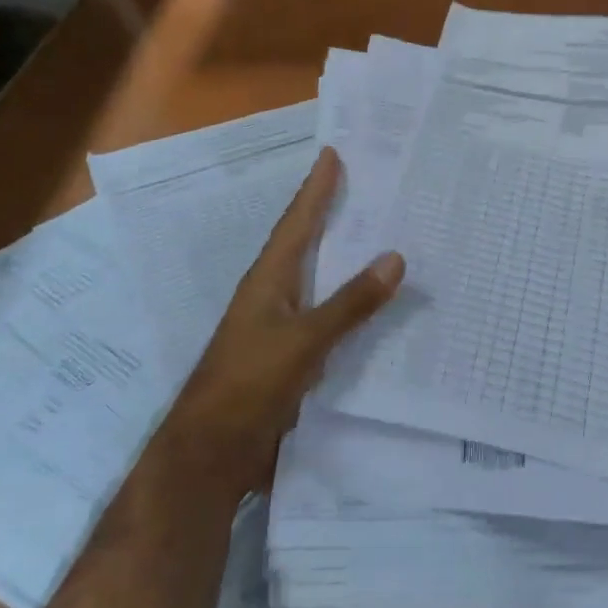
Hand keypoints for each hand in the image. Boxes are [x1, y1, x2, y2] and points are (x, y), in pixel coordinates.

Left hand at [168, 147, 402, 489]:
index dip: (316, 188)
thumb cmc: (249, 385)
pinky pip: (329, 315)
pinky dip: (351, 301)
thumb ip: (350, 302)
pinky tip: (377, 305)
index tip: (333, 153)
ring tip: (382, 233)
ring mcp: (282, 326)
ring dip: (346, 256)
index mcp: (269, 279)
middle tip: (368, 184)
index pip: (297, 221)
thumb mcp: (304, 341)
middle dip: (333, 213)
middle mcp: (275, 294)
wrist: (212, 455)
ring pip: (320, 278)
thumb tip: (395, 256)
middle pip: (307, 242)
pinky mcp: (292, 356)